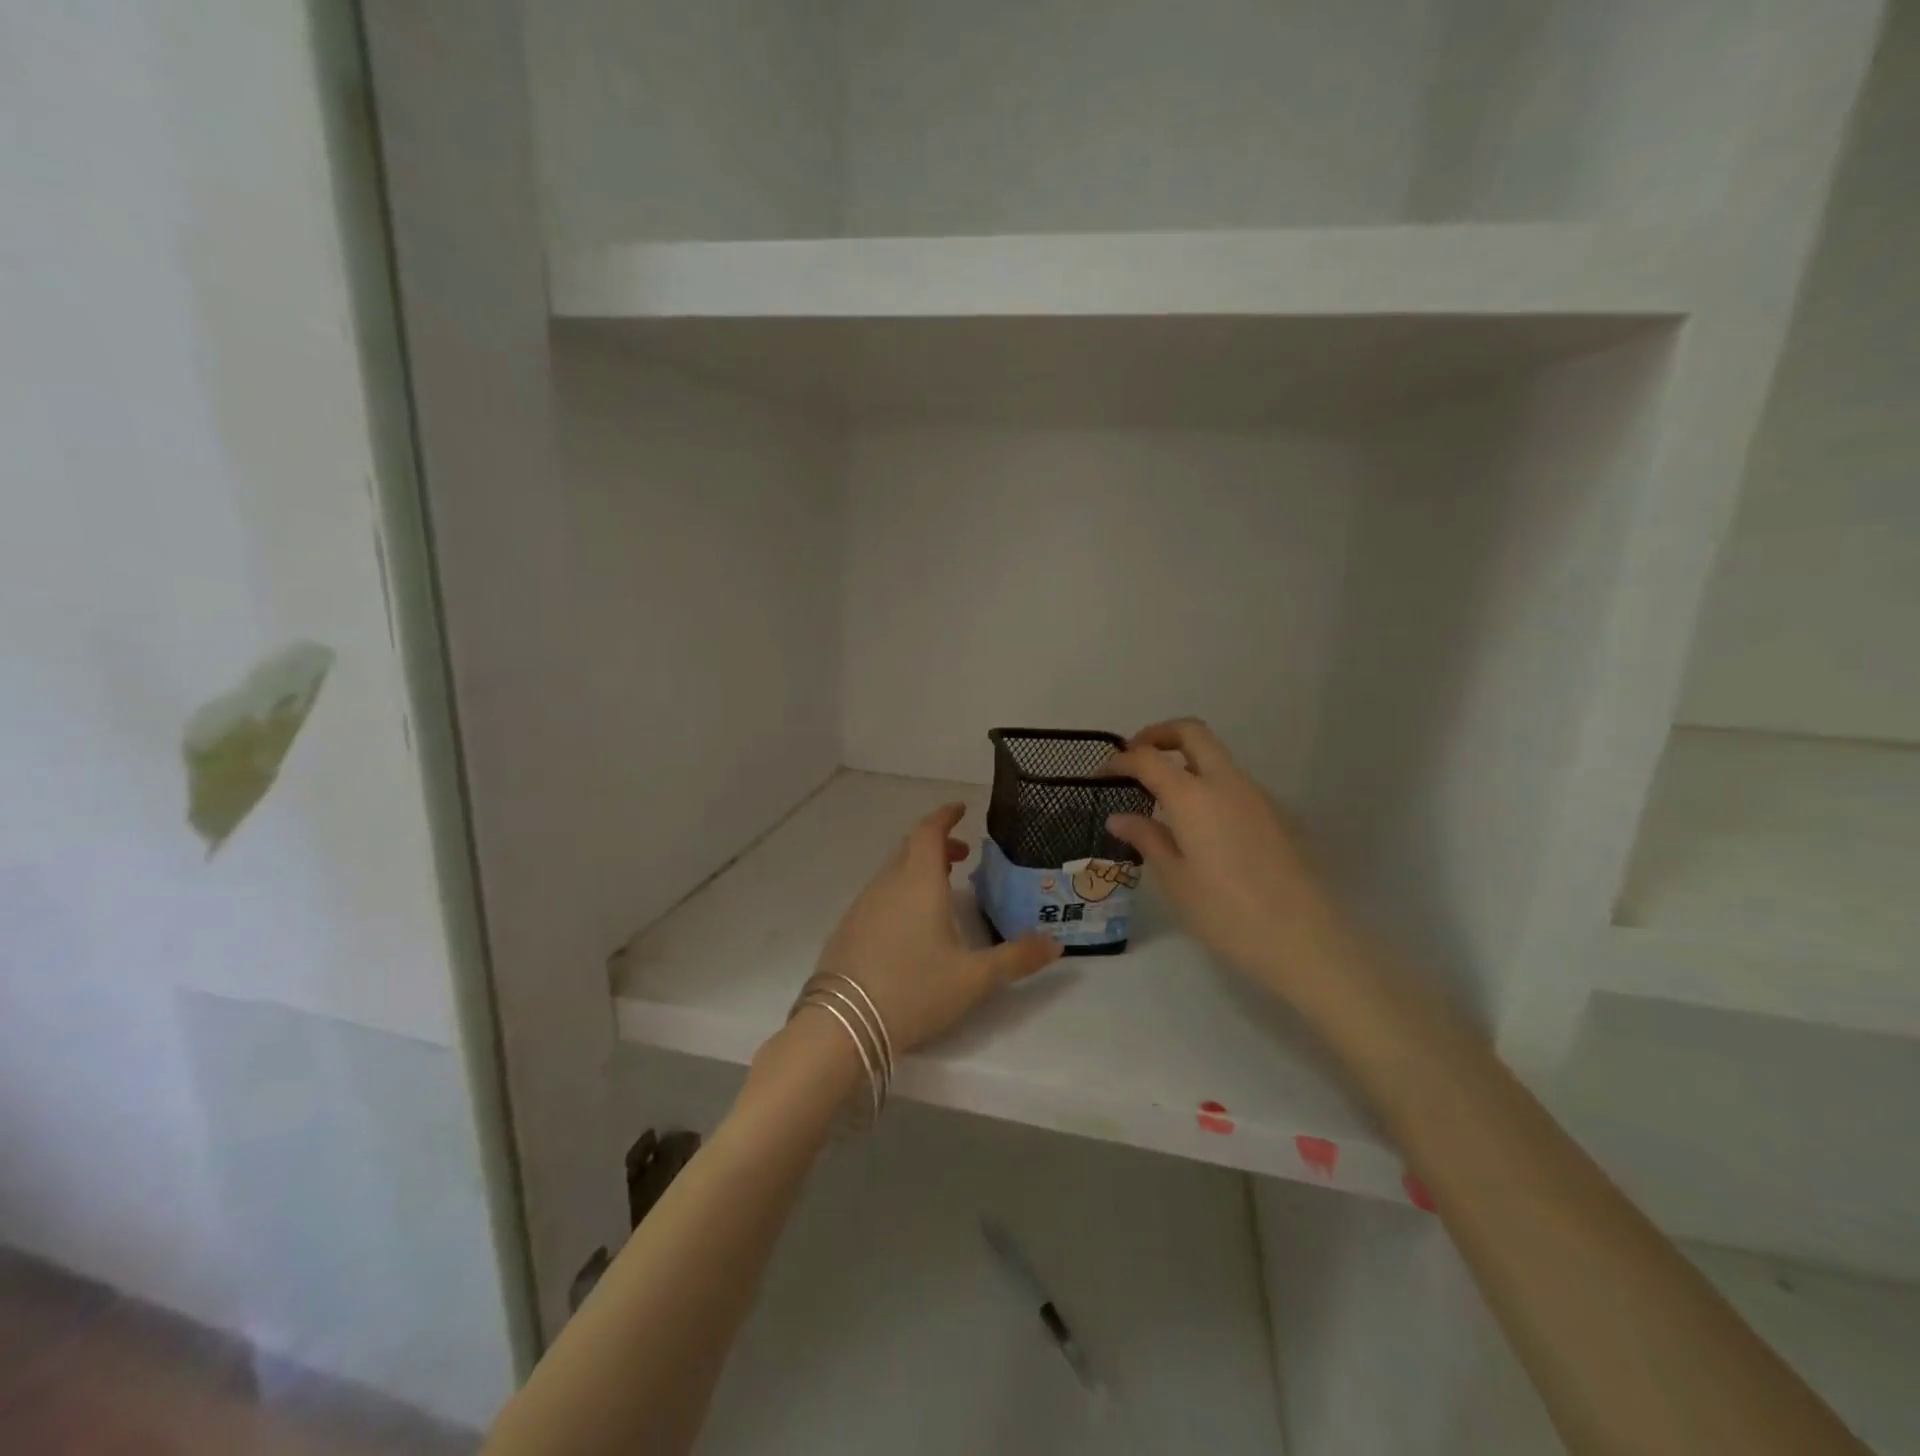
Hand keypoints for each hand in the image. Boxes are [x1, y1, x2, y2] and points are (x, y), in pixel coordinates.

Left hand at [812, 803, 1061, 1054]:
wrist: (842, 1024)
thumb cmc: (914, 990)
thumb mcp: (974, 979)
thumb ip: (1016, 958)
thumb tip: (1056, 944)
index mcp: (918, 882)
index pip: (929, 831)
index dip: (945, 816)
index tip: (960, 809)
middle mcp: (887, 884)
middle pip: (910, 848)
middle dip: (937, 844)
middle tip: (963, 856)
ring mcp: (862, 906)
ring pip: (892, 872)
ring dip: (917, 869)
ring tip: (941, 890)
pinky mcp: (847, 929)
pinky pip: (878, 896)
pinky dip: (899, 892)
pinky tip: (909, 925)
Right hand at [1106, 718, 1336, 993]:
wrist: (1304, 939)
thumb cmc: (1226, 913)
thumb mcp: (1175, 879)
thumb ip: (1147, 839)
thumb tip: (1119, 817)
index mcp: (1194, 796)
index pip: (1148, 758)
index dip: (1120, 761)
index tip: (1101, 775)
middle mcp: (1226, 782)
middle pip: (1191, 732)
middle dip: (1158, 735)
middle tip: (1134, 759)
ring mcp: (1256, 795)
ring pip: (1216, 756)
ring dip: (1185, 760)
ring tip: (1160, 797)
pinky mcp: (1274, 813)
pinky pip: (1232, 783)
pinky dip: (1206, 784)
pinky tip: (1196, 823)